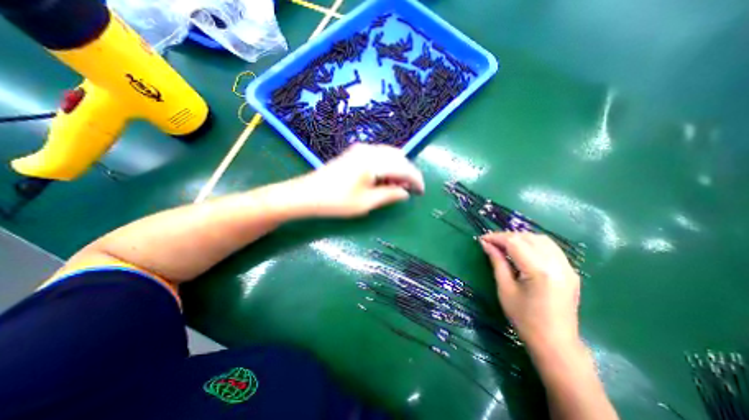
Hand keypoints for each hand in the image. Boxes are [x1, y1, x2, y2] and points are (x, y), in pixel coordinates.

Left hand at [293, 142, 423, 218]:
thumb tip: (405, 193)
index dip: (416, 180)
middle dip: (407, 173)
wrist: (307, 194)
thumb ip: (390, 195)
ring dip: (396, 169)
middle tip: (406, 191)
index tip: (421, 191)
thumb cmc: (336, 201)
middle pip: (399, 158)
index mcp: (374, 162)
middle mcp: (370, 150)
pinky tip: (381, 179)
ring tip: (393, 187)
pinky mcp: (354, 152)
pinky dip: (386, 165)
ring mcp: (361, 149)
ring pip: (389, 155)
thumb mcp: (366, 203)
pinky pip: (379, 155)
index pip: (404, 167)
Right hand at [479, 231, 584, 351]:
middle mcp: (557, 264)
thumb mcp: (505, 289)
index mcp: (539, 271)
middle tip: (491, 243)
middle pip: (528, 238)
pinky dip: (533, 243)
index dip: (496, 238)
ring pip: (541, 239)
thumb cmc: (525, 319)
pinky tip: (523, 250)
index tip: (482, 239)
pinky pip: (551, 248)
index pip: (515, 242)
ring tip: (505, 245)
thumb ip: (497, 262)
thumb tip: (486, 244)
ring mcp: (567, 267)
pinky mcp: (570, 271)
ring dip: (521, 238)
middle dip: (507, 236)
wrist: (556, 344)